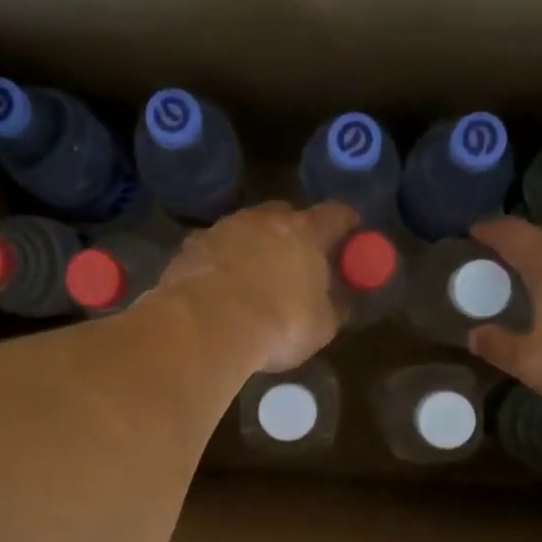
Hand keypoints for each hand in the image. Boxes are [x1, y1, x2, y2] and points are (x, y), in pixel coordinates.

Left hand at [156, 201, 357, 371]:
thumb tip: (338, 301)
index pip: (337, 214)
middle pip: (287, 214)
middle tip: (297, 260)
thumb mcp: (320, 327)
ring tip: (253, 280)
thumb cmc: (278, 325)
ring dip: (253, 247)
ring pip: (246, 229)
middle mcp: (265, 219)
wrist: (206, 327)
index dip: (346, 223)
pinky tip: (220, 290)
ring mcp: (224, 228)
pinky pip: (215, 249)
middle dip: (294, 233)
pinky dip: (222, 263)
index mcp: (306, 232)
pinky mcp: (191, 246)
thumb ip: (333, 307)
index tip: (350, 233)